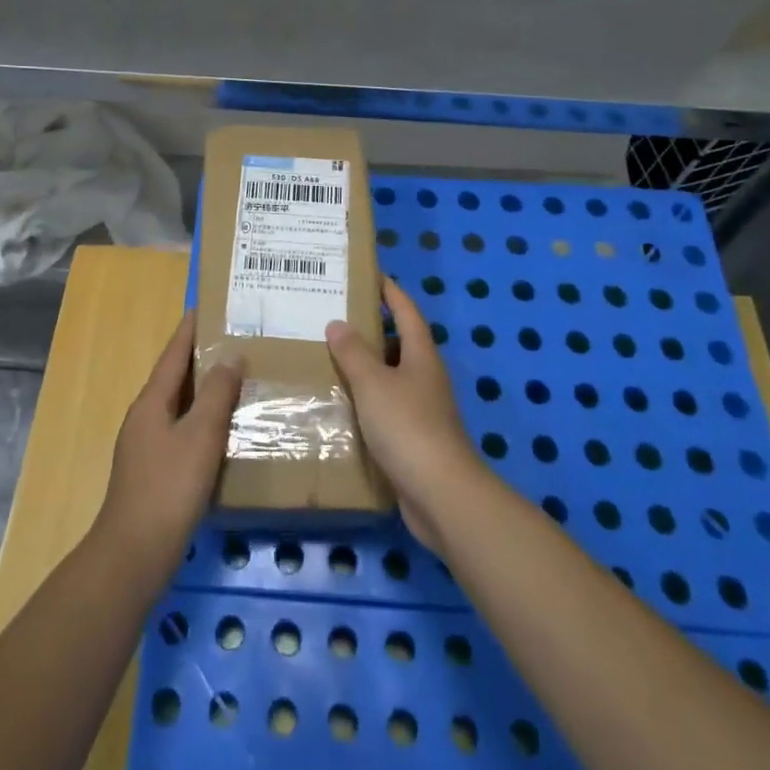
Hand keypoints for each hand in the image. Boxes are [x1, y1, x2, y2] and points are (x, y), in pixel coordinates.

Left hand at [94, 310, 242, 584]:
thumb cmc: (169, 487)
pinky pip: (181, 432)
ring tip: (234, 380)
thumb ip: (217, 394)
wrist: (135, 553)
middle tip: (232, 341)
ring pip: (178, 406)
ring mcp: (146, 447)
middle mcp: (144, 418)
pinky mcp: (154, 473)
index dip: (189, 330)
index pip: (173, 355)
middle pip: (174, 378)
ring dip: (203, 391)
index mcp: (151, 402)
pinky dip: (202, 421)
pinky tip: (223, 431)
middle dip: (199, 358)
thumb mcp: (200, 435)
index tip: (205, 307)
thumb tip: (230, 355)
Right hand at [327, 278, 483, 554]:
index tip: (372, 275)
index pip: (406, 312)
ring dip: (366, 368)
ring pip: (391, 378)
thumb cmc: (407, 427)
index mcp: (421, 356)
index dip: (391, 292)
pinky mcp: (414, 440)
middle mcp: (425, 378)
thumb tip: (338, 323)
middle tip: (335, 319)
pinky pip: (386, 409)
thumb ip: (353, 353)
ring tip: (329, 359)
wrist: (440, 494)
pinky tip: (341, 406)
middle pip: (399, 344)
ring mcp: (422, 410)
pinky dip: (366, 402)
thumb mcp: (373, 383)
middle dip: (372, 330)